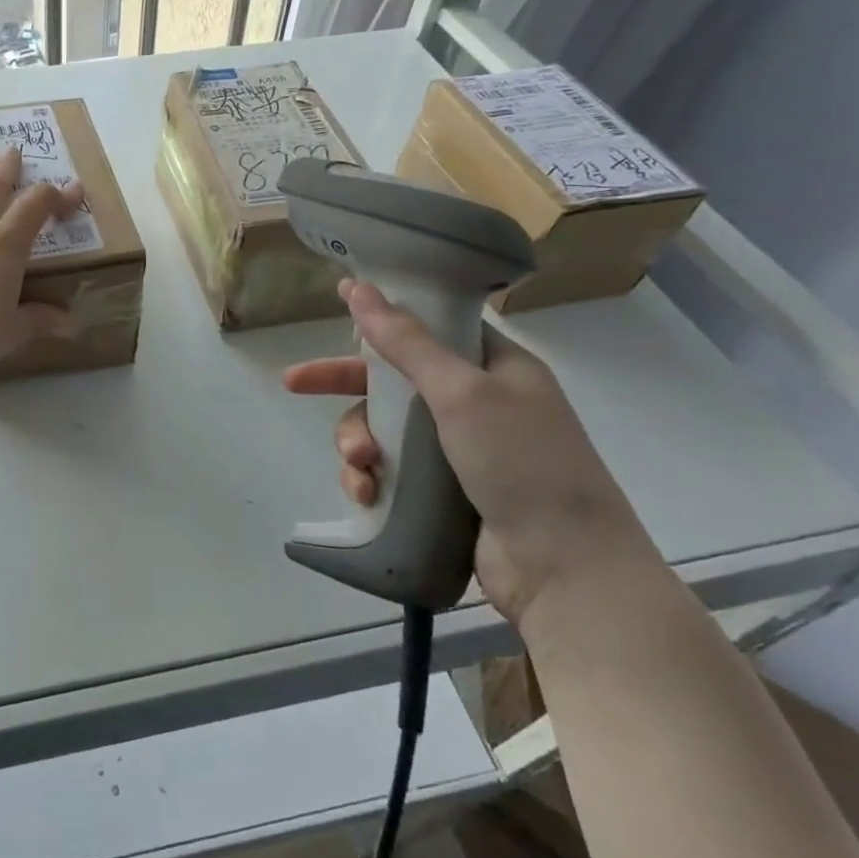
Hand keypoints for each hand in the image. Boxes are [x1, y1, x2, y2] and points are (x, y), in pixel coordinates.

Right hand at [282, 280, 658, 625]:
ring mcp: (458, 450)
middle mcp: (476, 403)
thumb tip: (357, 288)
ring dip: (357, 441)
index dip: (383, 320)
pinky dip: (369, 478)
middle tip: (293, 383)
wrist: (565, 569)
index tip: (338, 313)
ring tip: (359, 464)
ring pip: (382, 427)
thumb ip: (405, 341)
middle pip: (393, 378)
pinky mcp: (441, 492)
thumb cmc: (521, 463)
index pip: (429, 328)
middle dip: (343, 385)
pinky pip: (389, 469)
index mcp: (494, 367)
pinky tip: (364, 493)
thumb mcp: (461, 392)